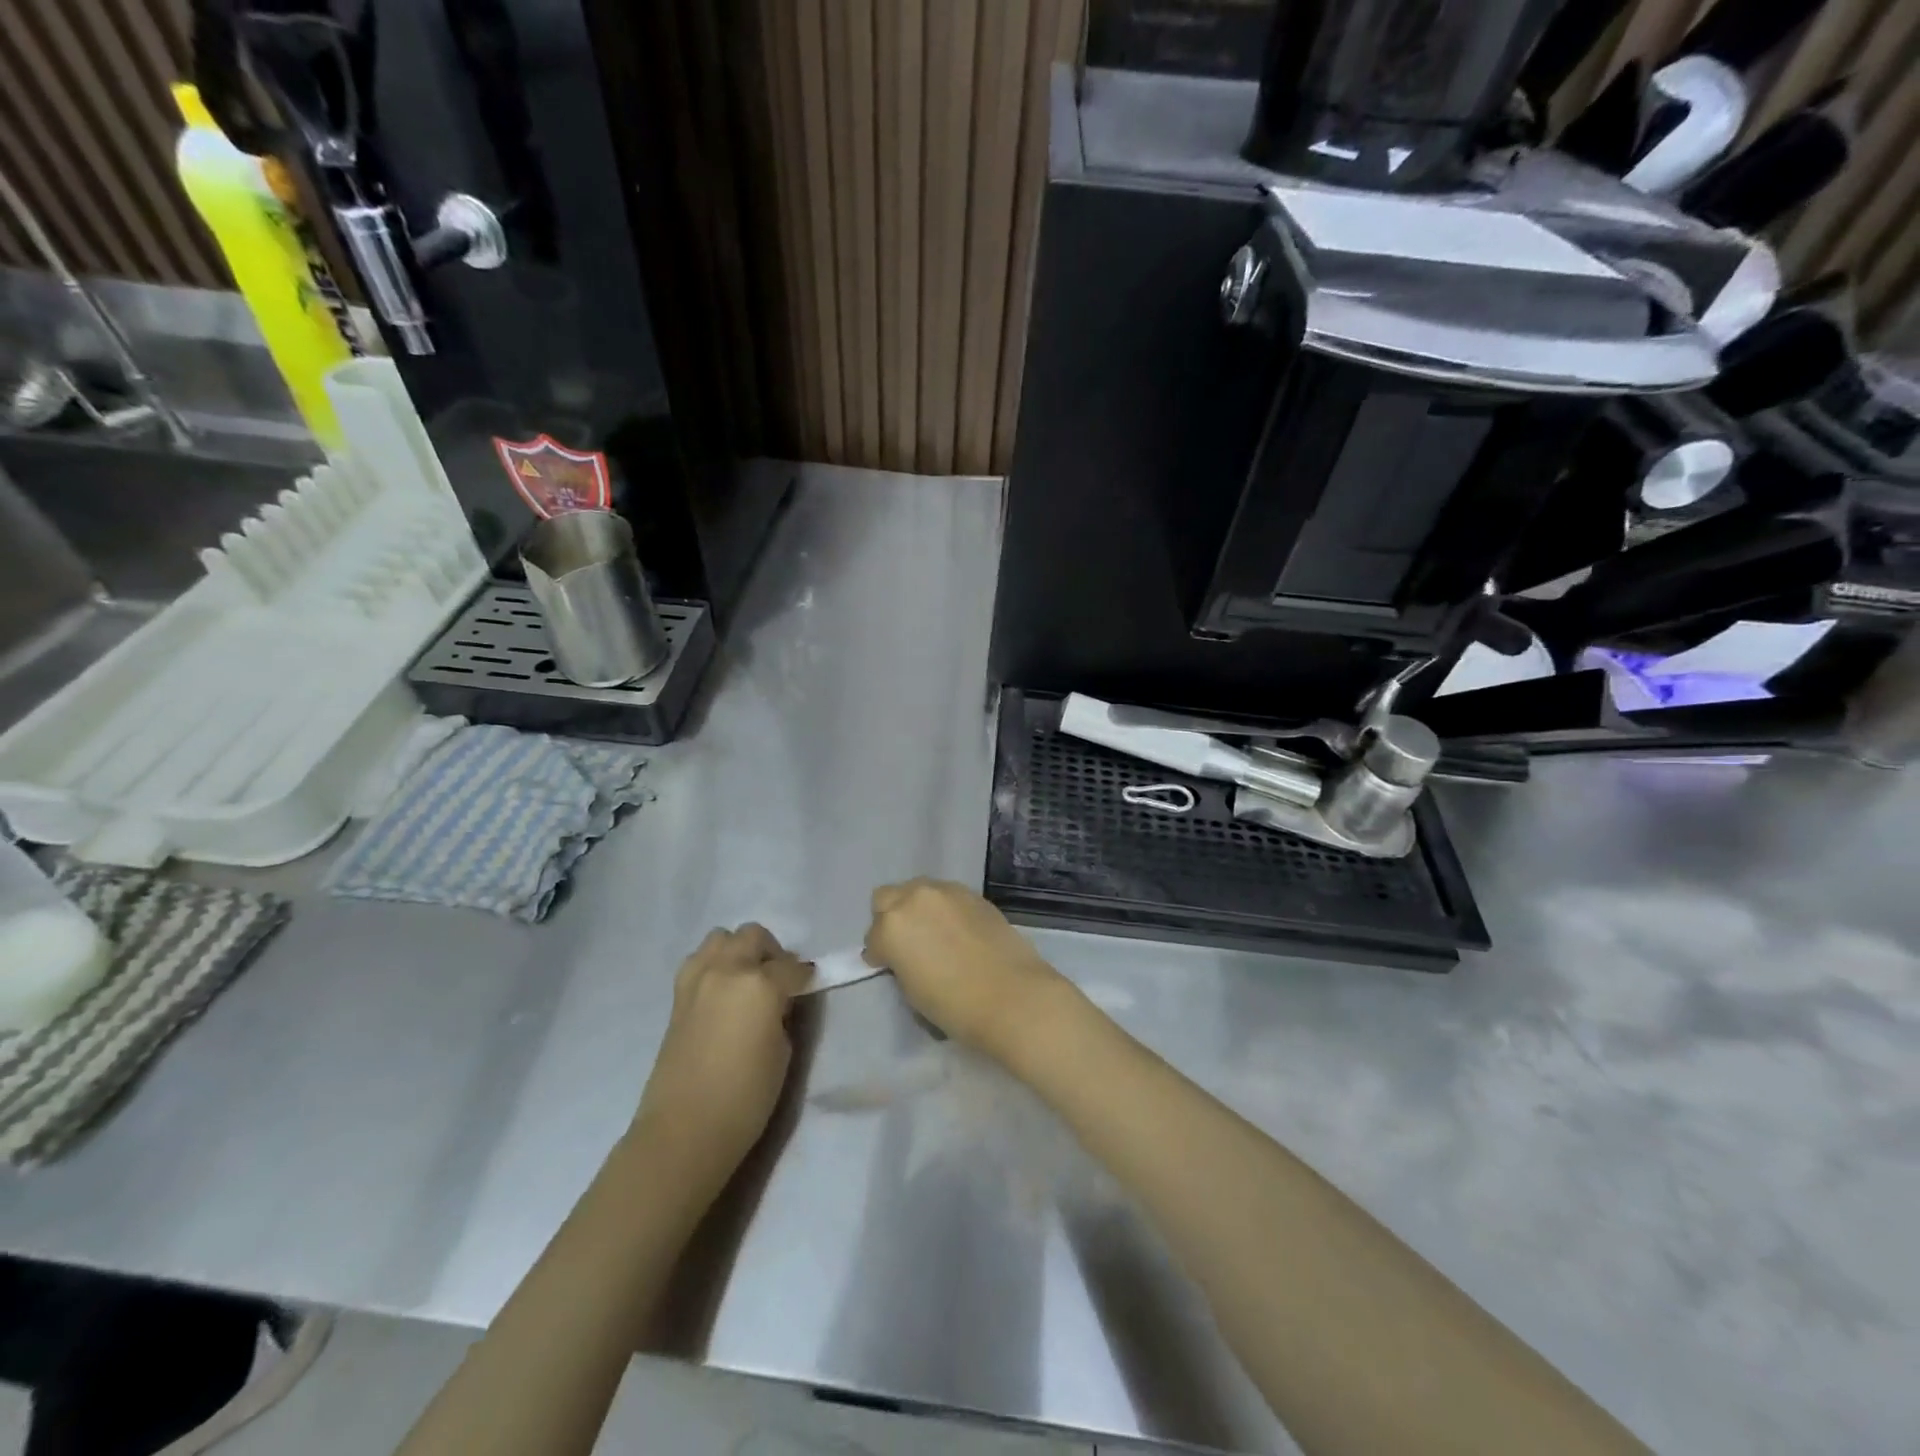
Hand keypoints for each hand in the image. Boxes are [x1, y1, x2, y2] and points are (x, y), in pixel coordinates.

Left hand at [633, 924, 808, 1195]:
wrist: (684, 1130)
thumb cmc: (745, 1097)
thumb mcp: (783, 1052)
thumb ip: (782, 1014)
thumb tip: (778, 1002)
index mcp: (760, 984)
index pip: (792, 966)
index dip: (804, 977)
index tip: (808, 987)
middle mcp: (728, 970)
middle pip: (753, 936)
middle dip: (771, 952)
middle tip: (778, 979)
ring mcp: (697, 979)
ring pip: (720, 938)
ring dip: (738, 950)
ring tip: (746, 979)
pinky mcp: (677, 996)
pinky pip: (698, 961)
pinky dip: (714, 964)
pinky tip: (722, 992)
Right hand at [865, 879, 1074, 1063]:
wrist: (1011, 996)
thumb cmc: (954, 1006)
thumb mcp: (910, 990)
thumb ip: (899, 962)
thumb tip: (902, 956)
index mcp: (891, 926)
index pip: (873, 937)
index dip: (880, 955)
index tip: (890, 967)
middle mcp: (914, 899)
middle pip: (887, 898)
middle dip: (890, 918)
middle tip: (906, 944)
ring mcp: (946, 892)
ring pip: (918, 891)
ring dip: (918, 909)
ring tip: (934, 934)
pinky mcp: (973, 894)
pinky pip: (947, 895)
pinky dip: (944, 909)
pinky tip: (958, 931)